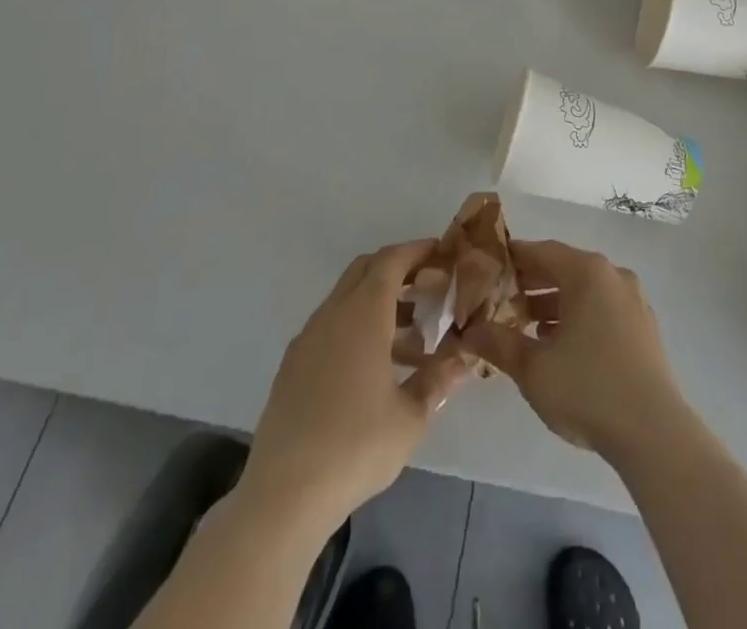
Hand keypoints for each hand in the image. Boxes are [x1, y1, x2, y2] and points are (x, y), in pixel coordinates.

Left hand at [241, 241, 469, 536]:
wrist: (283, 495)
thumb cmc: (356, 446)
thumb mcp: (410, 418)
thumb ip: (437, 381)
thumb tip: (463, 359)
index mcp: (363, 314)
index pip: (391, 261)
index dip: (417, 251)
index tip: (441, 253)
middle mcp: (333, 314)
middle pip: (365, 271)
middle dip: (398, 270)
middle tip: (429, 287)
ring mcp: (308, 339)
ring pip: (347, 299)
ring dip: (379, 304)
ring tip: (412, 339)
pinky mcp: (292, 366)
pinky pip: (331, 327)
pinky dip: (356, 328)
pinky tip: (375, 369)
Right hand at [463, 239, 693, 463]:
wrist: (653, 432)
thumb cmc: (587, 388)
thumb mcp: (533, 368)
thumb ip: (498, 343)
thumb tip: (469, 332)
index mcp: (587, 272)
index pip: (541, 251)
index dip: (512, 259)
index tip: (488, 270)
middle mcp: (612, 275)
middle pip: (564, 268)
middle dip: (531, 283)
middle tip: (500, 300)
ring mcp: (632, 300)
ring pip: (584, 290)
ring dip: (553, 304)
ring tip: (524, 326)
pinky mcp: (643, 326)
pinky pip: (602, 308)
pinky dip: (577, 317)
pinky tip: (559, 345)